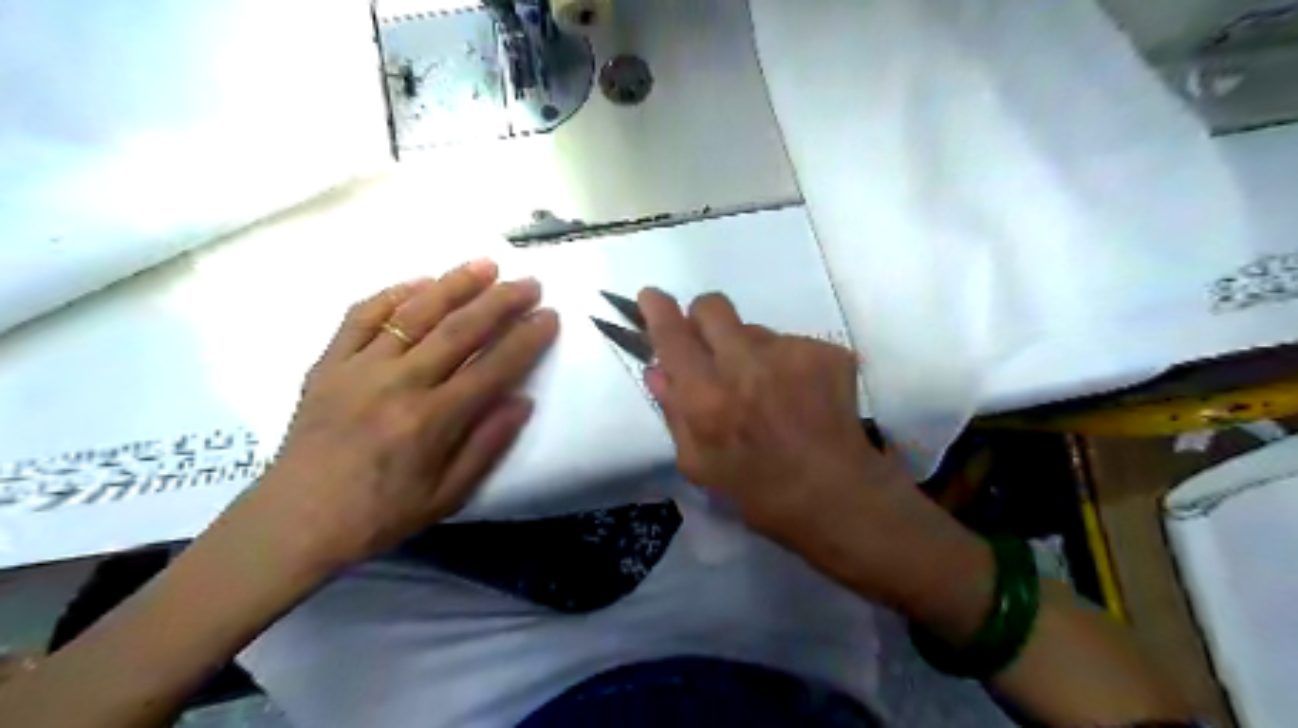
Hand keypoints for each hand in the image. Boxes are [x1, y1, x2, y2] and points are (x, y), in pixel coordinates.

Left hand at [249, 260, 556, 570]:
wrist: (295, 521)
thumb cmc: (381, 514)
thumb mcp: (448, 495)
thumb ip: (487, 445)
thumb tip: (522, 400)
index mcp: (431, 421)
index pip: (492, 368)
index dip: (526, 340)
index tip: (549, 316)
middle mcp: (398, 384)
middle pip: (458, 330)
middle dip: (500, 302)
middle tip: (529, 282)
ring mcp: (358, 368)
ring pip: (414, 313)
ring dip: (454, 284)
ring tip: (485, 265)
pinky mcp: (328, 363)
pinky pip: (361, 316)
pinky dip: (392, 294)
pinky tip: (420, 282)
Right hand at [637, 287, 906, 542]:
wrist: (837, 495)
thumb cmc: (758, 491)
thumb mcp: (699, 465)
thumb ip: (673, 411)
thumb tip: (657, 368)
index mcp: (708, 399)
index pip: (673, 336)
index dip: (657, 310)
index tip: (651, 297)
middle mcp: (747, 366)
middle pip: (712, 306)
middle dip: (703, 319)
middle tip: (711, 346)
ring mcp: (792, 354)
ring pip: (755, 329)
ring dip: (749, 351)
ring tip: (768, 392)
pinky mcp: (827, 352)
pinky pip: (791, 343)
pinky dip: (786, 364)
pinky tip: (798, 396)